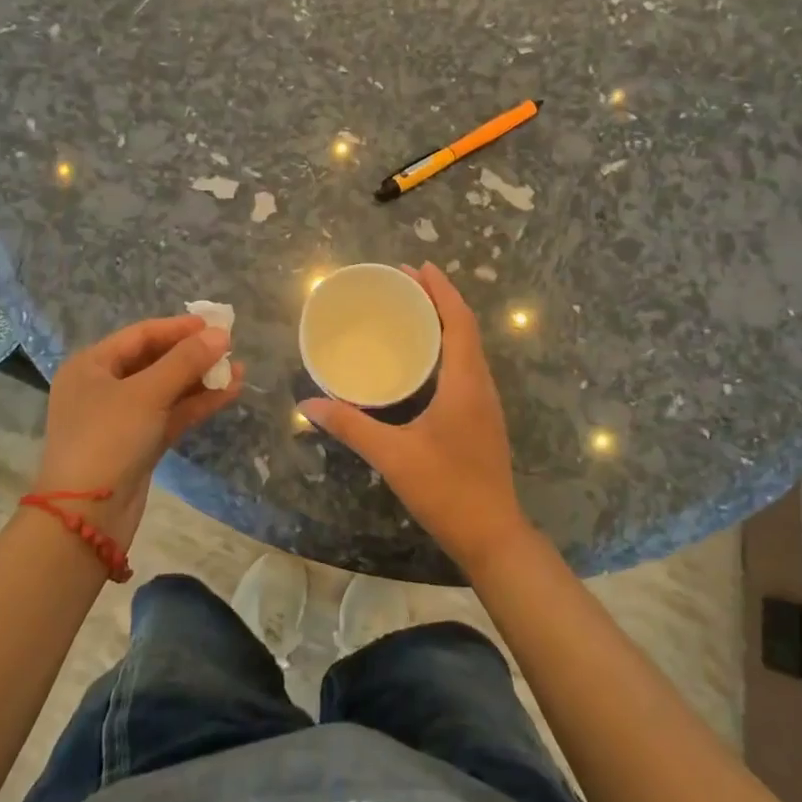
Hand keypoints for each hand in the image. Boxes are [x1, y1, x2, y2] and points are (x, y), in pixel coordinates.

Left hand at [36, 316, 242, 546]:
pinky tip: (228, 394)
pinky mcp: (137, 444)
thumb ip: (186, 361)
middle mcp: (102, 387)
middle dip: (193, 355)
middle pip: (154, 361)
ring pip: (166, 390)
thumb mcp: (147, 394)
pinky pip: (170, 414)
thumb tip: (221, 334)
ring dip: (200, 380)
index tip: (215, 325)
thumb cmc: (108, 439)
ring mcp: (120, 418)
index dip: (179, 328)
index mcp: (91, 366)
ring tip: (239, 371)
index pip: (141, 335)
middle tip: (230, 348)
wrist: (86, 517)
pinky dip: (196, 404)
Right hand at [300, 263, 534, 574]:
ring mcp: (485, 402)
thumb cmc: (446, 489)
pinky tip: (423, 358)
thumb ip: (350, 426)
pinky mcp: (481, 418)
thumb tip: (308, 403)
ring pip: (468, 347)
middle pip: (465, 327)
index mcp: (465, 382)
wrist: (492, 535)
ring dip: (445, 322)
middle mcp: (481, 384)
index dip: (441, 290)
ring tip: (412, 310)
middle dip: (438, 299)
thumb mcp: (393, 455)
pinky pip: (466, 366)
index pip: (458, 321)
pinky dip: (447, 346)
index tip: (418, 266)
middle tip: (405, 282)